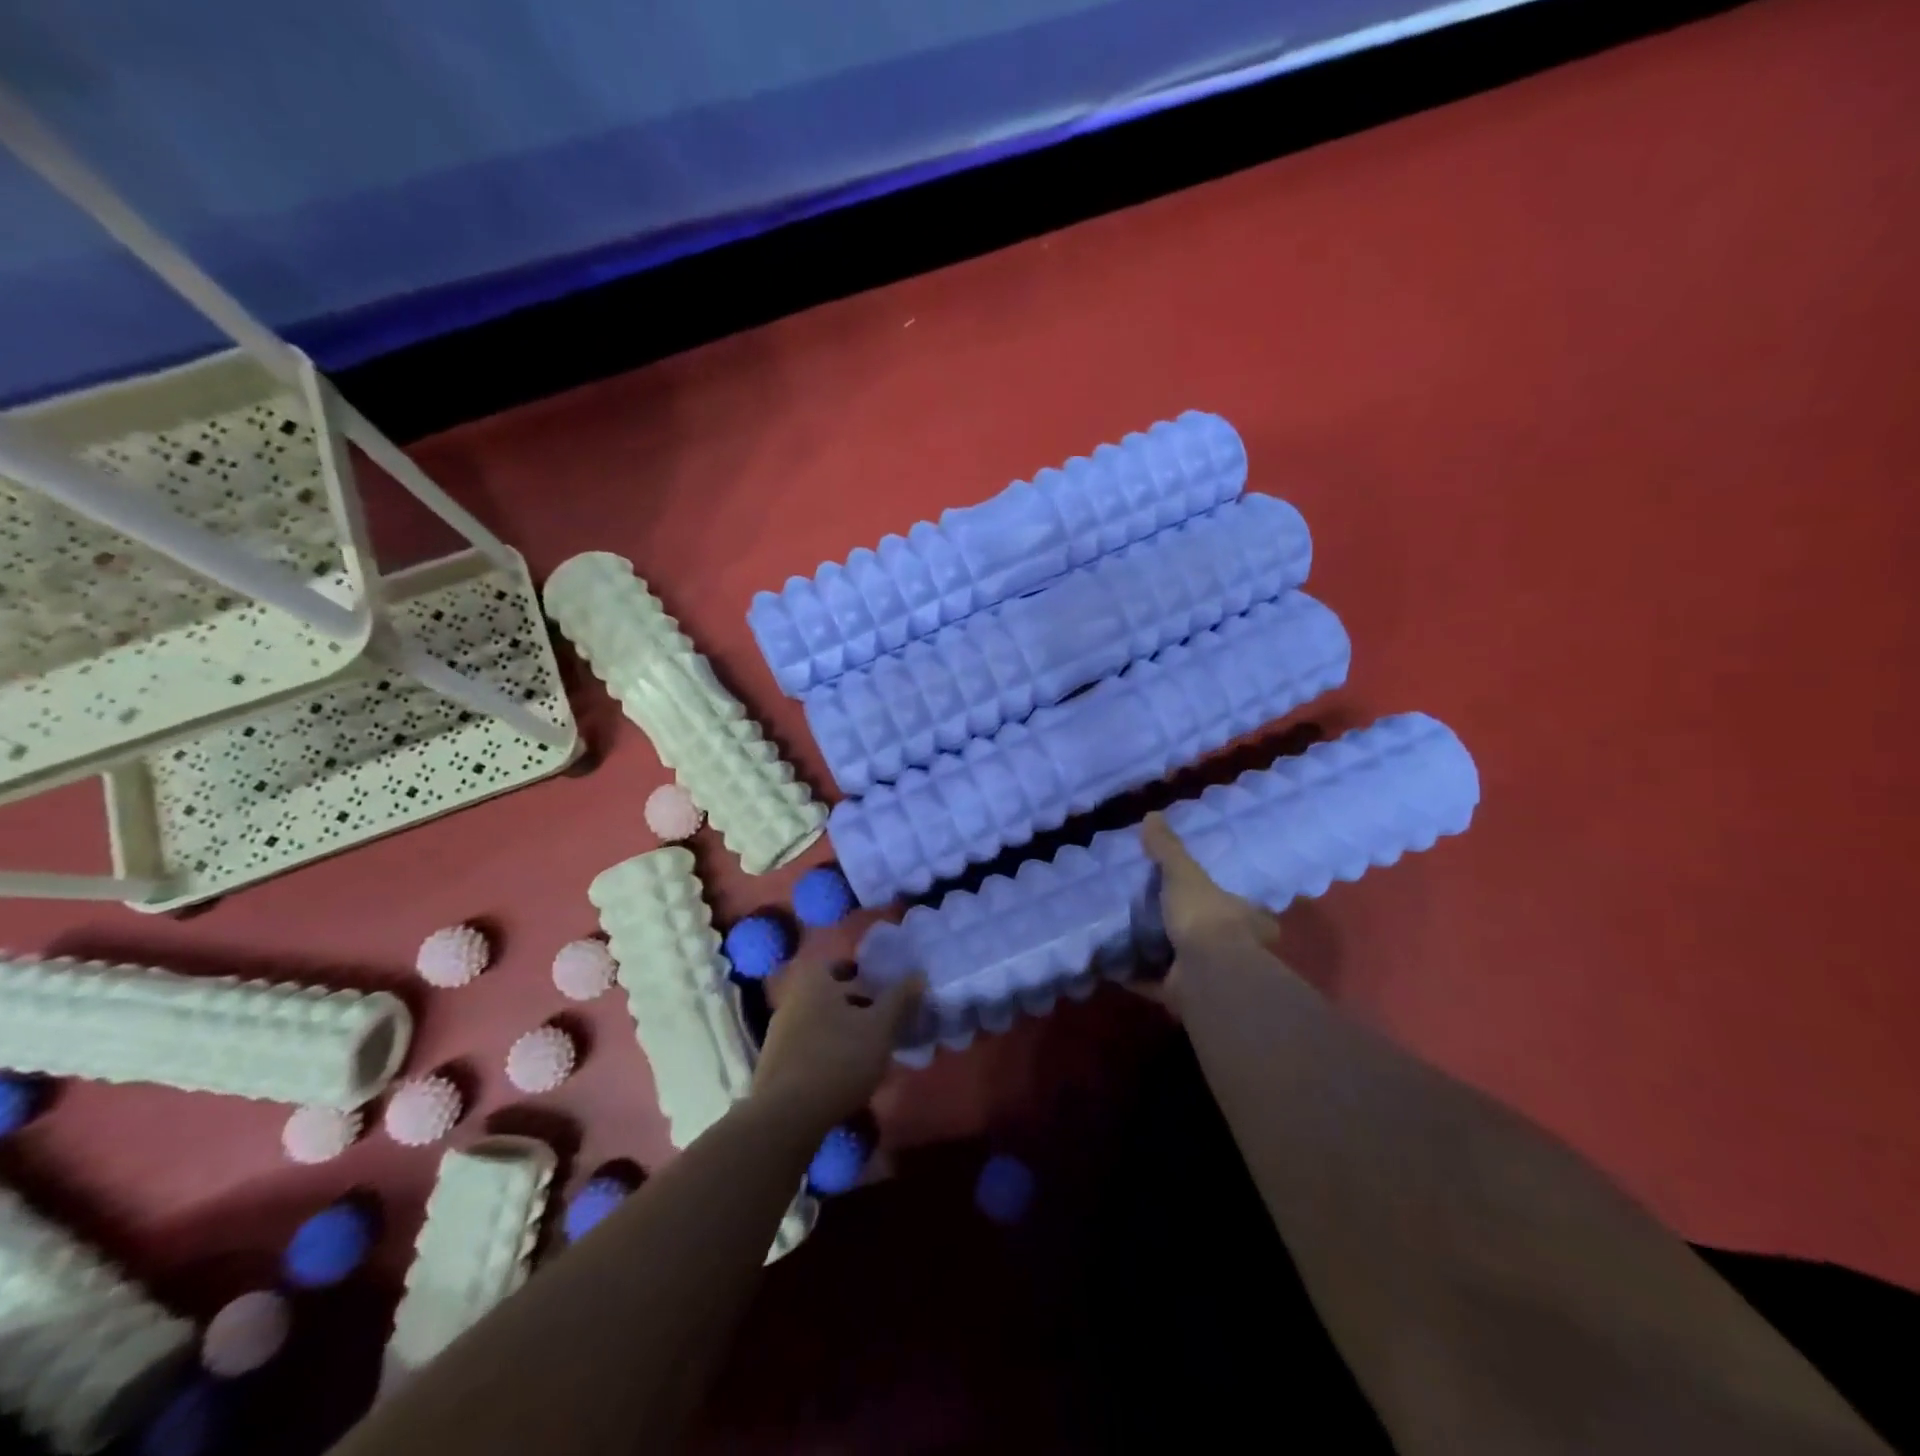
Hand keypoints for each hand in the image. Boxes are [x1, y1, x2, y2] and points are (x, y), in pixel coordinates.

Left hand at [752, 958, 924, 1129]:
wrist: (788, 1116)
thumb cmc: (839, 1059)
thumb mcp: (880, 1028)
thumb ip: (899, 999)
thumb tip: (918, 975)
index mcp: (813, 981)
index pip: (838, 964)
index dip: (861, 972)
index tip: (881, 987)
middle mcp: (791, 999)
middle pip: (829, 994)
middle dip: (855, 1003)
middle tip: (882, 1018)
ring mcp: (779, 1032)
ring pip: (819, 1021)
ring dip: (842, 1029)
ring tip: (869, 1048)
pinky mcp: (774, 1064)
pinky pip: (808, 1046)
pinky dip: (827, 1051)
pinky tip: (845, 1072)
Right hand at [1140, 813, 1279, 1012]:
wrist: (1206, 972)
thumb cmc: (1204, 915)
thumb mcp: (1183, 873)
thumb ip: (1167, 849)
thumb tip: (1152, 815)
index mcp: (1241, 916)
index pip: (1241, 907)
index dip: (1227, 901)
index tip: (1205, 895)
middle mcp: (1231, 947)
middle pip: (1211, 936)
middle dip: (1188, 929)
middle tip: (1156, 914)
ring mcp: (1208, 974)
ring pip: (1182, 961)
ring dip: (1158, 953)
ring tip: (1127, 937)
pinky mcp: (1183, 995)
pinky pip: (1154, 982)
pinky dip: (1135, 975)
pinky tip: (1112, 965)